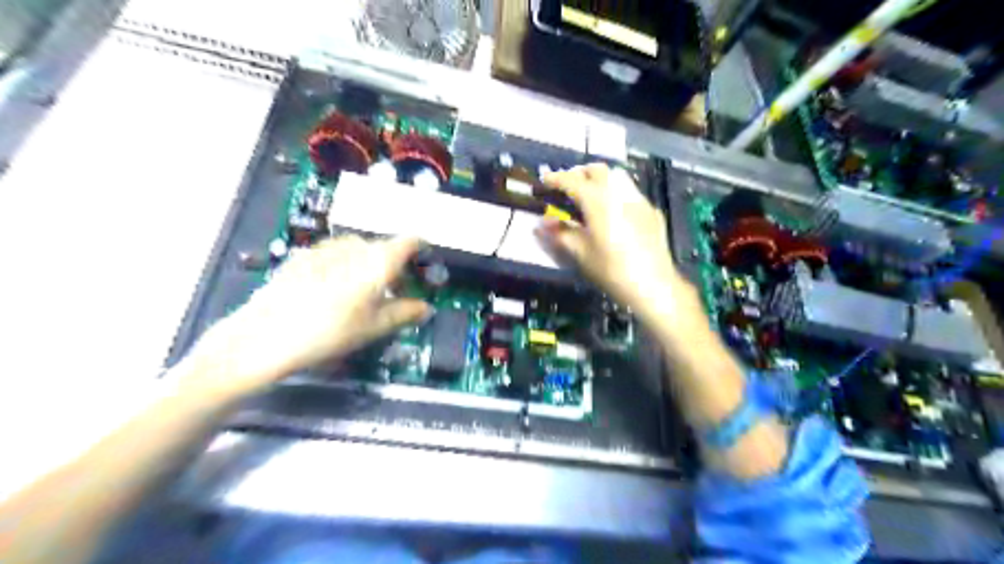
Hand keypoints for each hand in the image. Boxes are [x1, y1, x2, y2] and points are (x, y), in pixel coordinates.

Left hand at [182, 236, 430, 398]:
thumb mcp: (375, 327)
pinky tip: (332, 290)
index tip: (424, 260)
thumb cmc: (331, 332)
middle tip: (394, 290)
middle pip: (383, 247)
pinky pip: (334, 254)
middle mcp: (354, 246)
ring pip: (358, 249)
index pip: (409, 241)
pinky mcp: (302, 256)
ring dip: (367, 264)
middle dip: (393, 265)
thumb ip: (405, 313)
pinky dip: (343, 266)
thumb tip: (426, 309)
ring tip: (362, 292)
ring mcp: (325, 248)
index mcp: (378, 260)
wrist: (266, 336)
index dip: (421, 247)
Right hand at [537, 163, 686, 321]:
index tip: (545, 181)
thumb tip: (542, 223)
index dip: (556, 179)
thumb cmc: (611, 269)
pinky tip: (614, 213)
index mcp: (598, 201)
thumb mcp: (581, 253)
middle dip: (580, 174)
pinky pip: (630, 192)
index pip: (572, 181)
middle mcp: (619, 192)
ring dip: (600, 179)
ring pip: (617, 177)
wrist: (653, 284)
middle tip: (567, 187)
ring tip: (590, 196)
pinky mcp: (651, 211)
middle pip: (597, 170)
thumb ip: (561, 233)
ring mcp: (638, 199)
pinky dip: (616, 194)